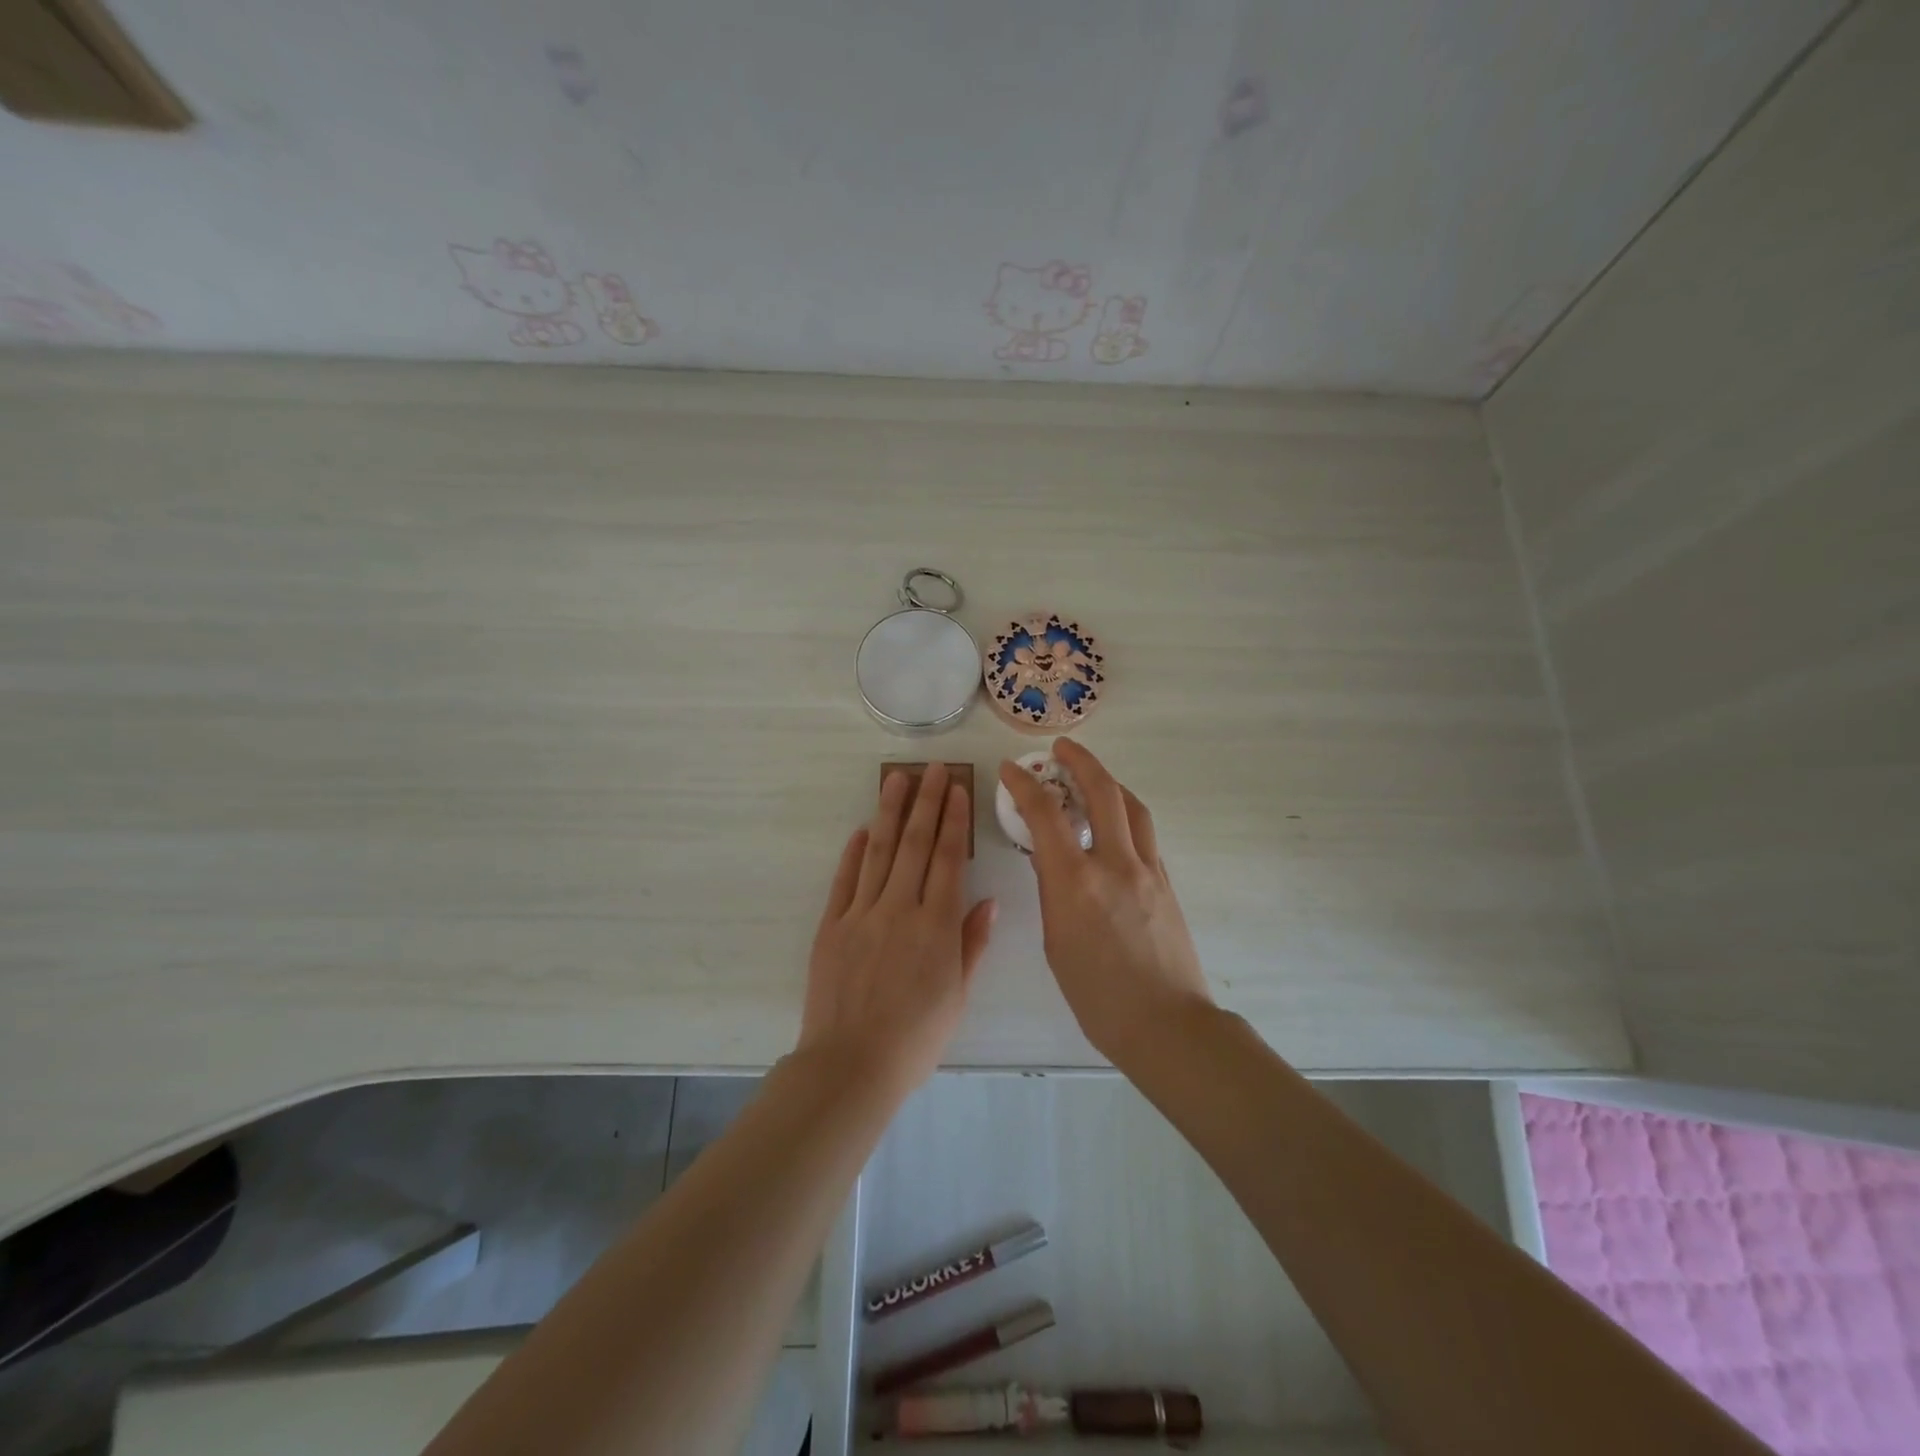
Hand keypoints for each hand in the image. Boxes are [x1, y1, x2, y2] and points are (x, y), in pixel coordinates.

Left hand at [798, 763, 996, 1095]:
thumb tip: (987, 901)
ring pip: (879, 851)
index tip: (957, 789)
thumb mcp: (958, 995)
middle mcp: (900, 908)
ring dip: (889, 813)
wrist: (852, 1064)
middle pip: (915, 844)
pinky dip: (853, 852)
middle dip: (926, 802)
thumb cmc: (916, 1037)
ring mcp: (862, 914)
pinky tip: (861, 830)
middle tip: (931, 768)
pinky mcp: (832, 926)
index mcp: (937, 925)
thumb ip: (972, 943)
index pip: (949, 859)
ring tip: (896, 780)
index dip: (954, 820)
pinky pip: (844, 880)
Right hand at [998, 740, 1213, 1063]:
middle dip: (1080, 760)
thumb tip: (1049, 860)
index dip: (1024, 784)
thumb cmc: (1097, 997)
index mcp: (1076, 882)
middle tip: (1061, 749)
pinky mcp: (1167, 883)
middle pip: (1103, 791)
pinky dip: (1126, 816)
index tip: (1010, 769)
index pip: (1045, 815)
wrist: (1166, 1025)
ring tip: (1091, 780)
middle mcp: (1115, 864)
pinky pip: (1145, 835)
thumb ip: (1053, 893)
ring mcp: (1148, 870)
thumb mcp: (1057, 943)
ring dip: (1109, 783)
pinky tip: (1114, 828)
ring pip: (1132, 807)